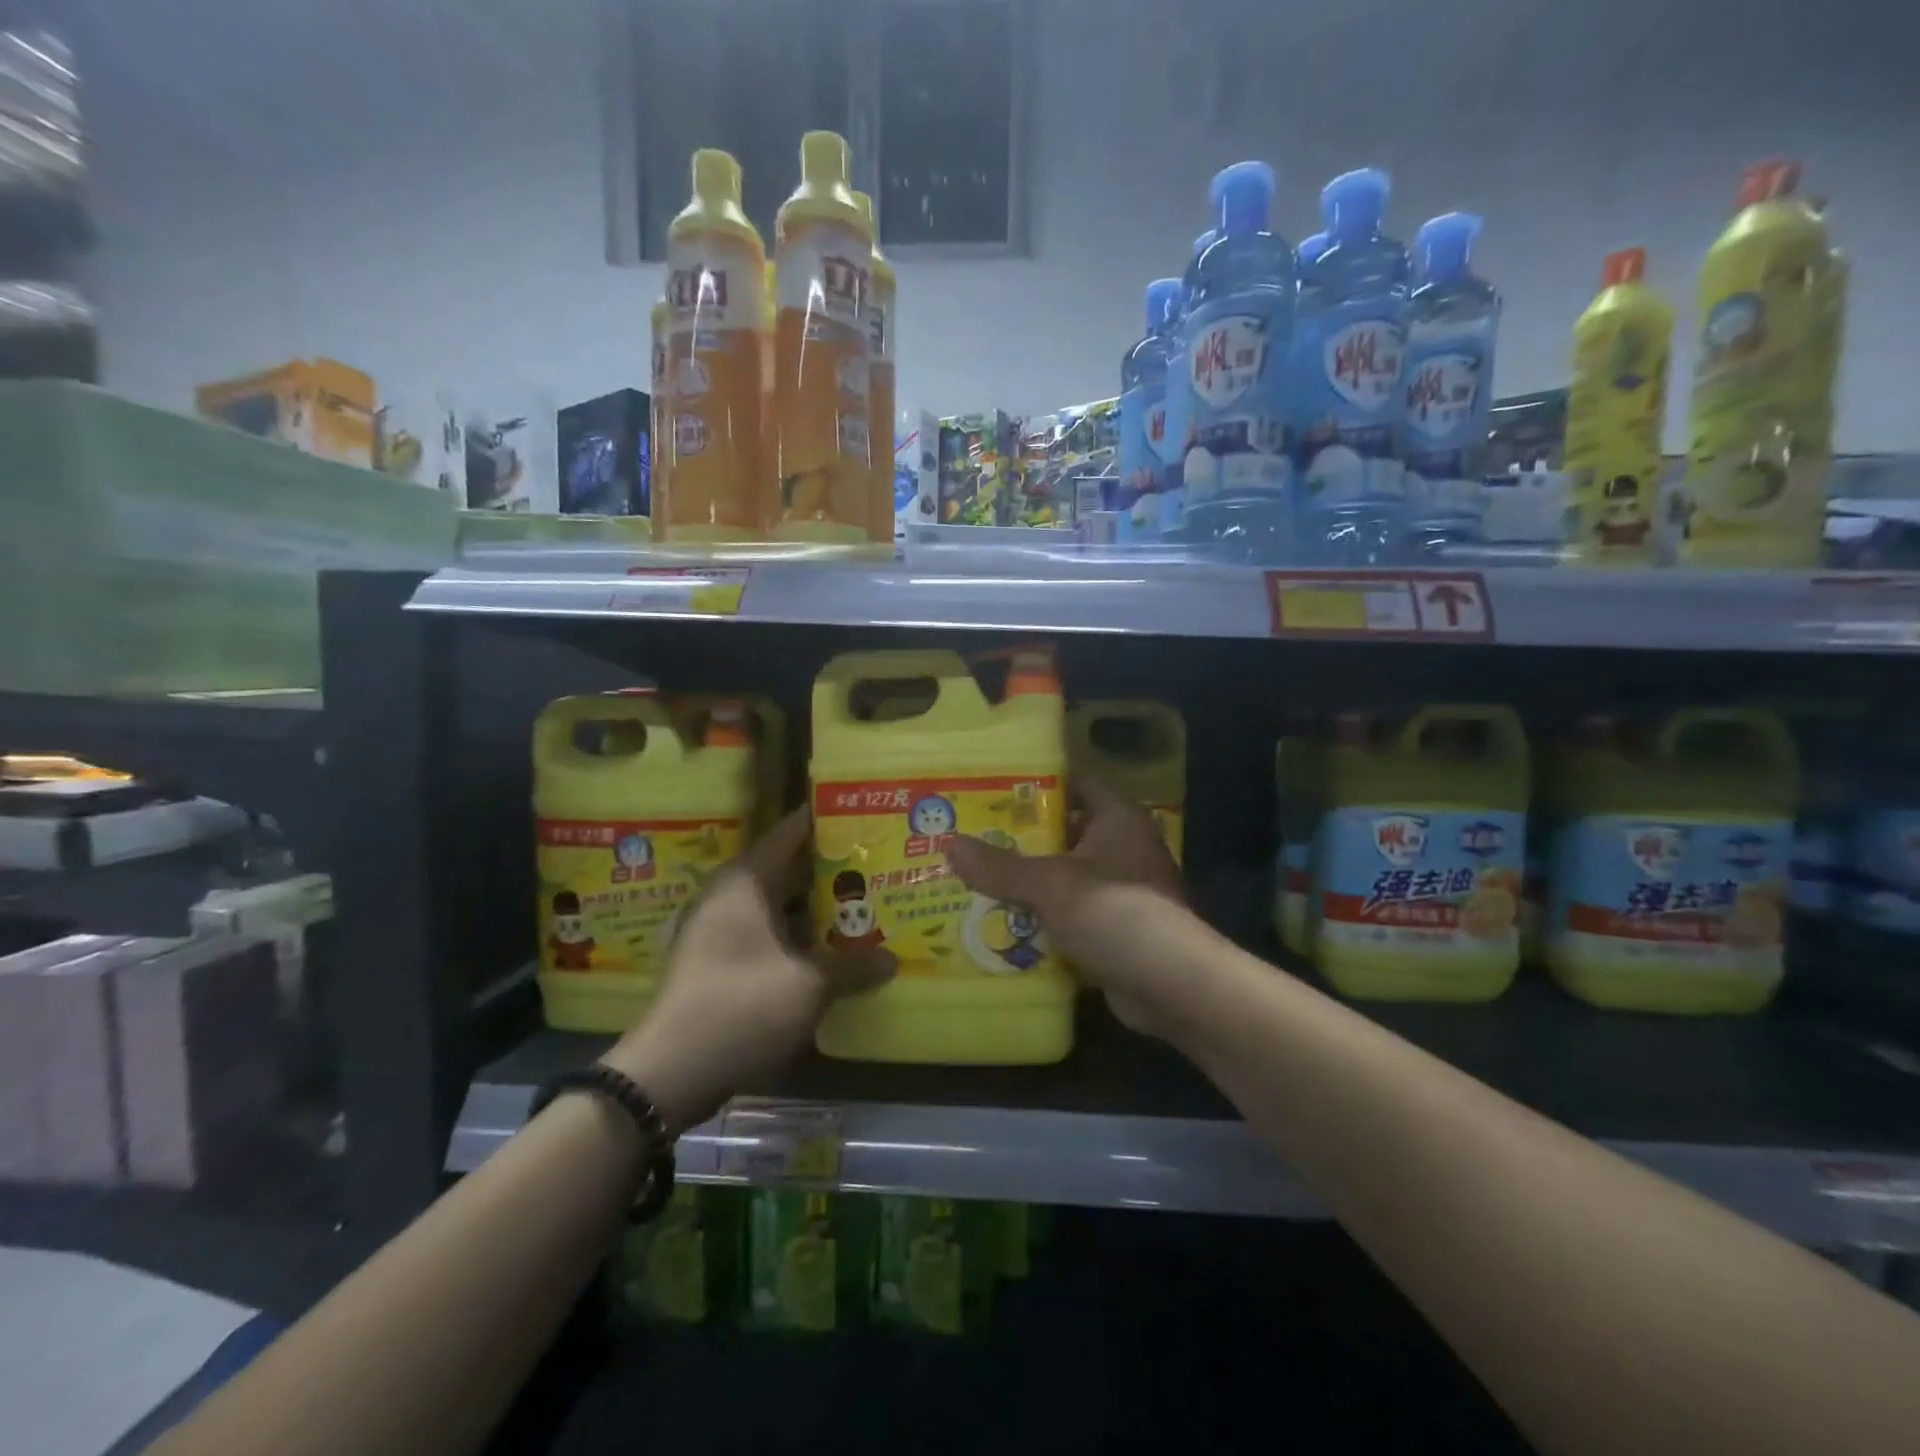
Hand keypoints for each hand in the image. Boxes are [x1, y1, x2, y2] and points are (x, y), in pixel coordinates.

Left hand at [603, 808, 892, 1128]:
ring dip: (813, 908)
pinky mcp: (714, 962)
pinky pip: (763, 934)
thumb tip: (891, 960)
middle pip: (785, 869)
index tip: (860, 816)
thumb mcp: (810, 985)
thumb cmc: (743, 1006)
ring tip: (859, 907)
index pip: (789, 833)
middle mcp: (728, 895)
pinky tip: (826, 950)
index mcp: (746, 882)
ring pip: (775, 905)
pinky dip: (794, 936)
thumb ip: (853, 967)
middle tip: (873, 865)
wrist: (671, 1070)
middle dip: (827, 869)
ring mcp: (716, 930)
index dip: (824, 822)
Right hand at [945, 775, 1187, 1034]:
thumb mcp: (1050, 884)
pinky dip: (1043, 917)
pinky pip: (1071, 912)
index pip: (1076, 781)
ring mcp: (1122, 889)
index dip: (1038, 781)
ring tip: (976, 876)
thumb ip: (1000, 866)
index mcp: (1117, 818)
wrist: (1171, 985)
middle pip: (1066, 830)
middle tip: (973, 834)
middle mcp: (1123, 846)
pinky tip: (1003, 922)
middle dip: (1022, 836)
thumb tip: (950, 845)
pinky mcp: (1117, 928)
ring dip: (1029, 880)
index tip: (993, 786)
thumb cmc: (1114, 912)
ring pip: (1066, 875)